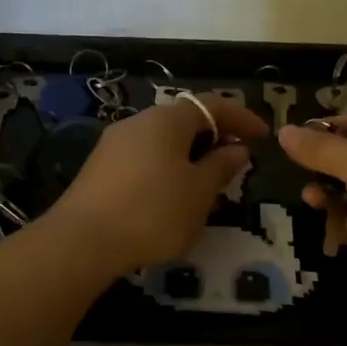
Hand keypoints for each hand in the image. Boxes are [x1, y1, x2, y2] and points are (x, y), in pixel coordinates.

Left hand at [43, 93, 266, 275]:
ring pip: (162, 142)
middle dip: (213, 138)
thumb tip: (236, 149)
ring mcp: (114, 144)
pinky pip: (143, 159)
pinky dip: (165, 170)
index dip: (242, 118)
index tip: (263, 136)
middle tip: (235, 163)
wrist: (82, 241)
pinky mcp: (99, 169)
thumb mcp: (199, 192)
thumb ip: (221, 166)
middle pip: (184, 121)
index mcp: (167, 119)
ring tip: (205, 185)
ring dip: (188, 157)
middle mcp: (138, 122)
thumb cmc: (153, 211)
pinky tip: (170, 198)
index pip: (212, 105)